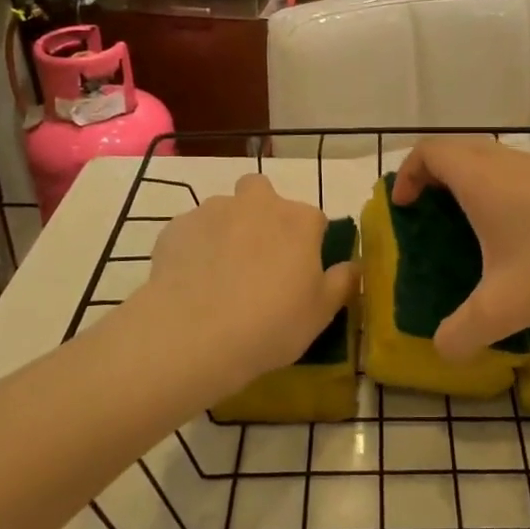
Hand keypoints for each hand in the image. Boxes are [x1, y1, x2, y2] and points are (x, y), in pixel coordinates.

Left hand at [132, 174, 359, 397]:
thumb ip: (342, 282)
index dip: (309, 243)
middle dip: (262, 214)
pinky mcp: (176, 227)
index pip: (314, 220)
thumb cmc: (271, 324)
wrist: (193, 335)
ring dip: (227, 230)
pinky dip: (195, 248)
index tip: (301, 272)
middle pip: (262, 193)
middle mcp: (257, 204)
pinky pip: (192, 231)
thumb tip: (353, 265)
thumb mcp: (321, 313)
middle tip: (258, 257)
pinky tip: (191, 281)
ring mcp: (212, 211)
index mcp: (299, 220)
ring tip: (220, 274)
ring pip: (225, 210)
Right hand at [392, 138, 529, 358]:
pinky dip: (498, 187)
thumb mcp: (504, 308)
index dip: (407, 173)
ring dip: (467, 179)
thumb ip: (462, 332)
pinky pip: (516, 171)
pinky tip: (516, 231)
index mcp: (480, 179)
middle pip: (456, 148)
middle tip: (427, 210)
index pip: (429, 151)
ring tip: (468, 222)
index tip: (404, 206)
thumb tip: (441, 351)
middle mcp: (507, 163)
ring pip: (489, 157)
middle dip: (433, 173)